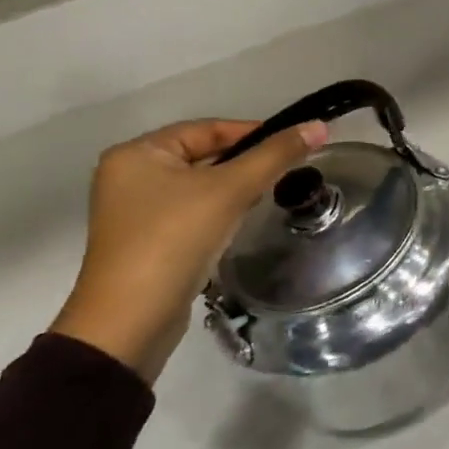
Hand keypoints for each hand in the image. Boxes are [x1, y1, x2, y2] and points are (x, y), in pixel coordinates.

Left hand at [51, 118, 327, 383]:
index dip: (254, 132)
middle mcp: (130, 176)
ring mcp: (135, 212)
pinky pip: (192, 212)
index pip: (208, 129)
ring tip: (270, 196)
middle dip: (246, 164)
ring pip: (200, 186)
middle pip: (205, 156)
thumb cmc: (175, 240)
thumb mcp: (231, 190)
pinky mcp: (146, 241)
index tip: (294, 145)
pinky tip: (241, 223)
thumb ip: (276, 155)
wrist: (130, 322)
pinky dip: (218, 212)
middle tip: (287, 173)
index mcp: (138, 153)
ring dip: (235, 189)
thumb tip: (319, 126)